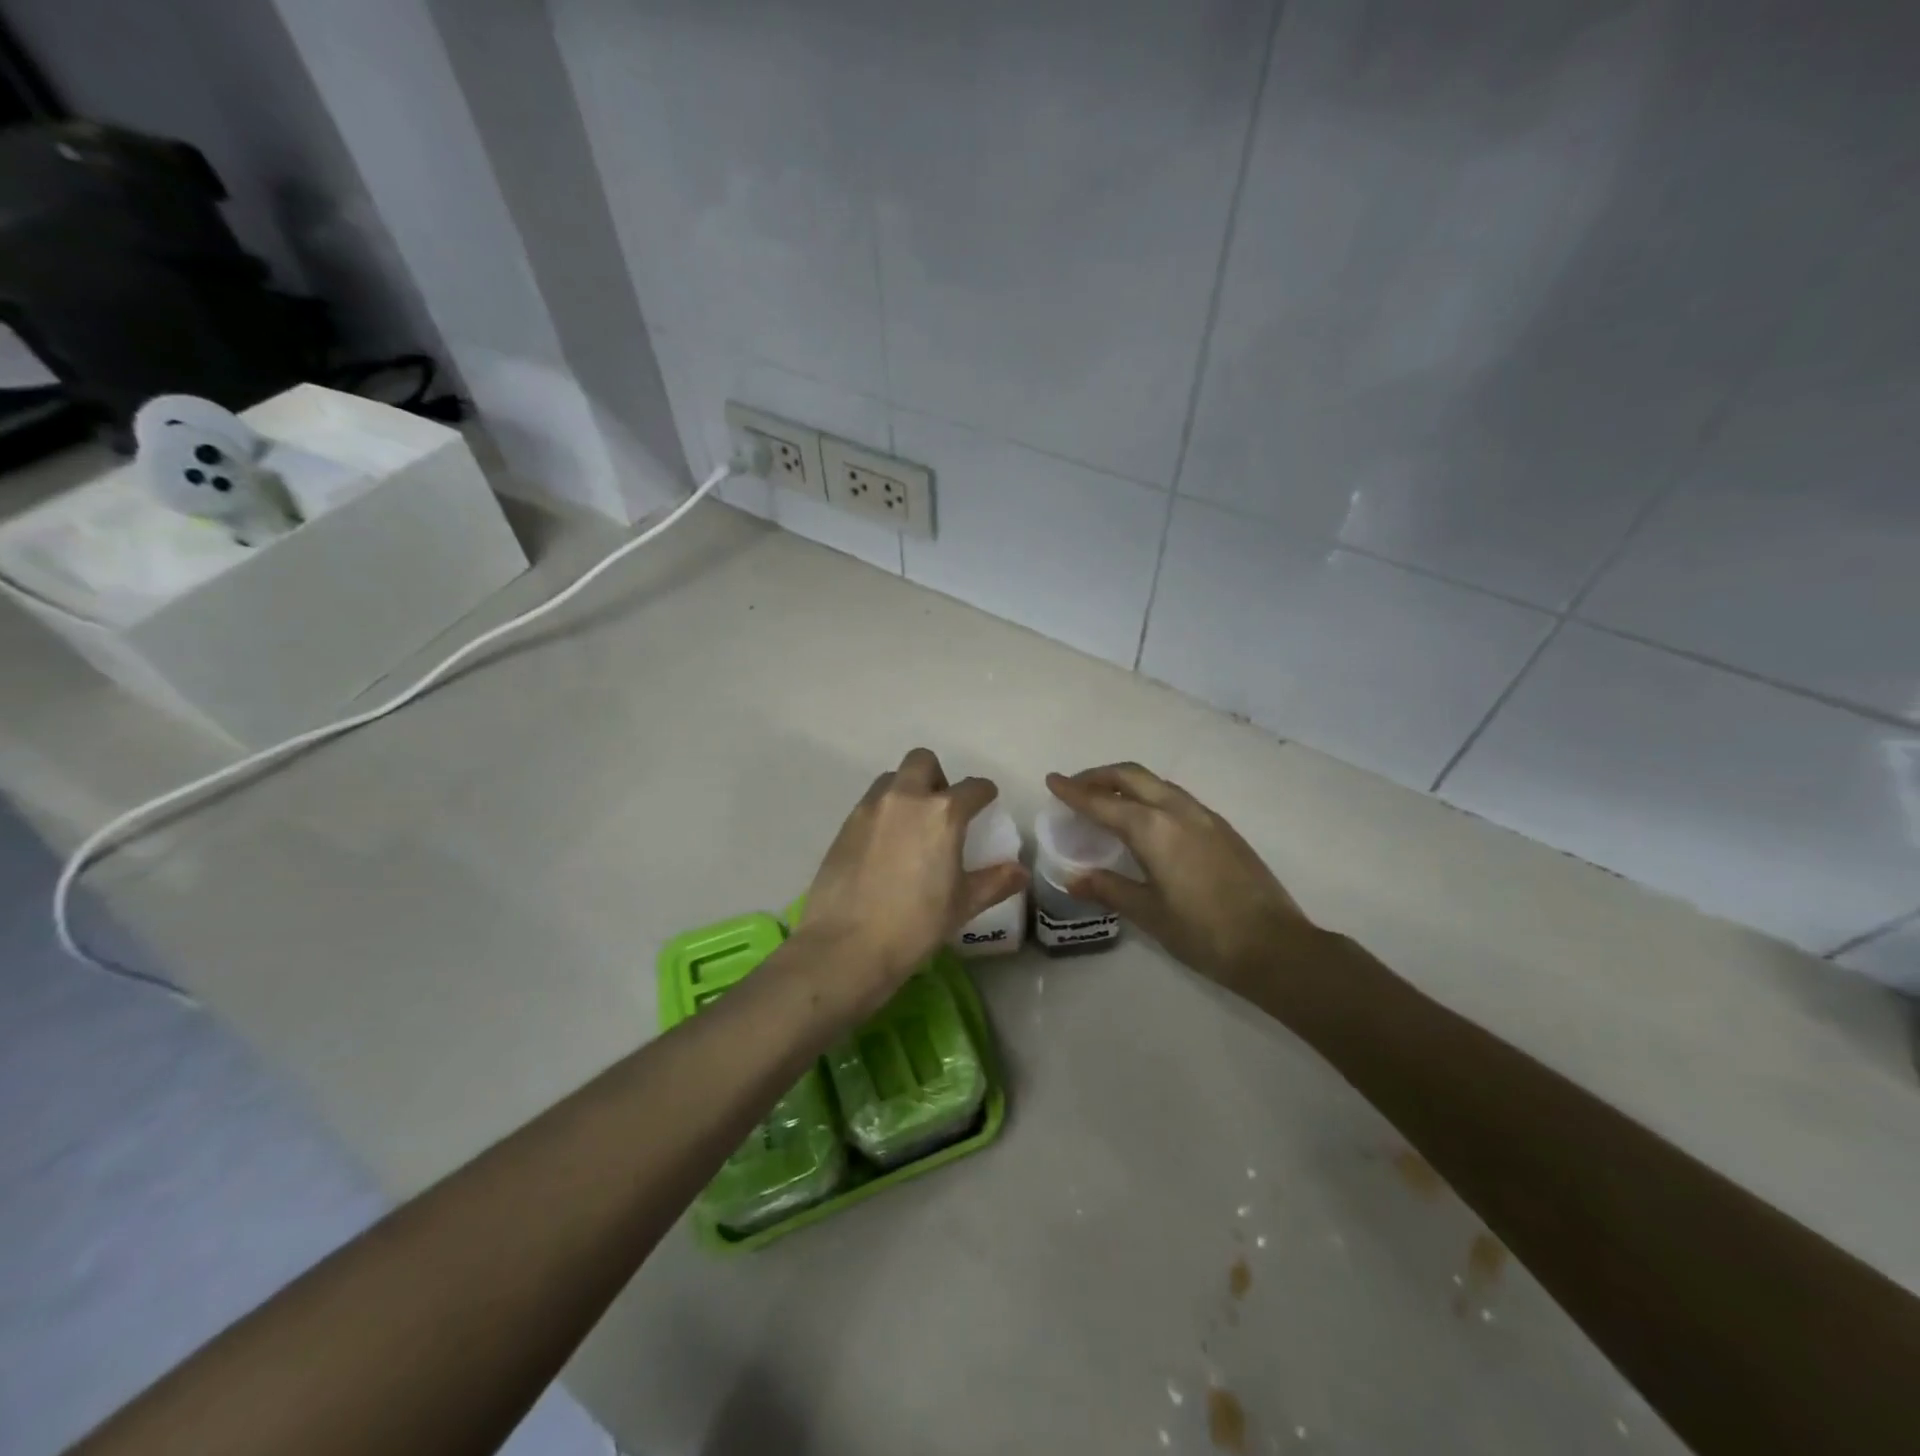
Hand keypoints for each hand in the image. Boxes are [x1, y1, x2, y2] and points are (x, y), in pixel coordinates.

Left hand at [800, 748, 1027, 1015]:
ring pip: (892, 779)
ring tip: (911, 825)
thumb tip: (1020, 871)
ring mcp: (870, 808)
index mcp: (943, 814)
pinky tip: (885, 846)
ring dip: (907, 790)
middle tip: (942, 809)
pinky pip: (870, 803)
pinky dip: (883, 812)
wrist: (846, 946)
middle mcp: (906, 798)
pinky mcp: (844, 825)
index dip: (984, 793)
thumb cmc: (915, 925)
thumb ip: (994, 882)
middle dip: (938, 776)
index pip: (973, 788)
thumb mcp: (962, 905)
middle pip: (923, 761)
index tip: (986, 802)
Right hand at [1045, 763, 1318, 990]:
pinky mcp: (1222, 828)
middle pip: (1131, 776)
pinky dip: (1150, 796)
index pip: (1102, 802)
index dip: (1074, 791)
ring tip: (1107, 800)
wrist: (1275, 947)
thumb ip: (1109, 889)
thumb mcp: (1149, 914)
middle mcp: (1178, 811)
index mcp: (1154, 829)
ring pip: (1157, 783)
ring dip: (1127, 783)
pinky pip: (1176, 797)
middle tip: (1076, 786)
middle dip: (1099, 776)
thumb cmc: (1204, 933)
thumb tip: (1074, 878)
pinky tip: (1147, 820)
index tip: (1052, 780)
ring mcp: (1205, 816)